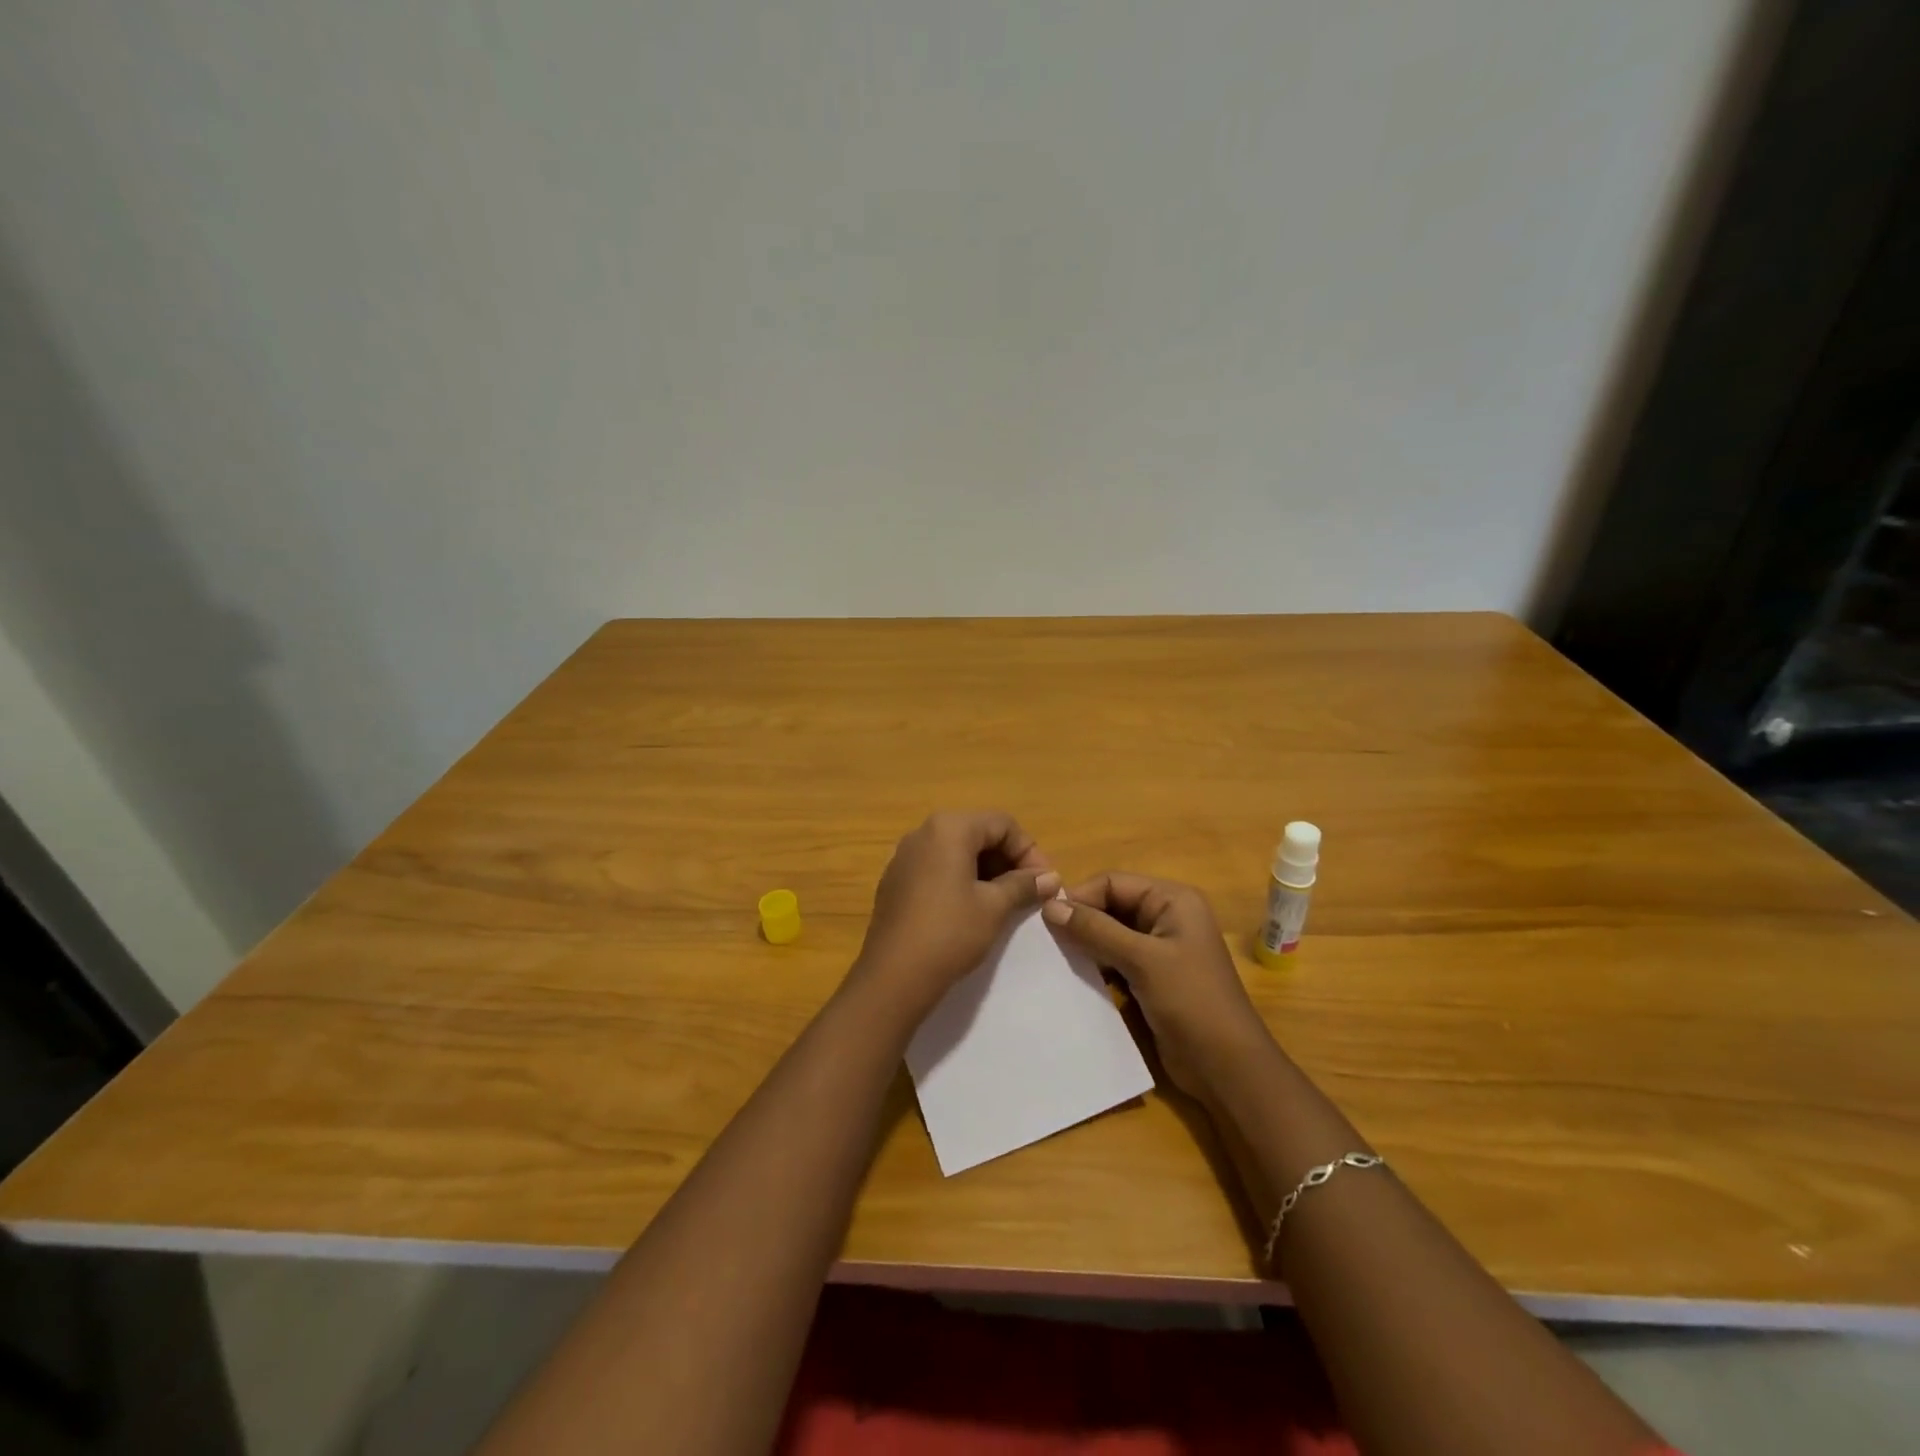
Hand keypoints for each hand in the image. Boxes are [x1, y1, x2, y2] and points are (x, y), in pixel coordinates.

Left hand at [850, 812, 1059, 1022]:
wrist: (893, 976)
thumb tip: (1050, 878)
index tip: (1045, 883)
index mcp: (949, 828)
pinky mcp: (895, 881)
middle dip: (1008, 859)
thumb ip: (1023, 885)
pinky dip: (960, 879)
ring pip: (956, 850)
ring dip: (986, 870)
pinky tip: (970, 909)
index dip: (1029, 851)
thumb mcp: (994, 907)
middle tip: (1028, 892)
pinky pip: (936, 867)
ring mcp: (904, 856)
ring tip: (1004, 902)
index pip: (1002, 824)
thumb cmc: (950, 933)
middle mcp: (923, 832)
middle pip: (978, 832)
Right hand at [1042, 874, 1271, 1100]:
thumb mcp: (1142, 960)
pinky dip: (1095, 966)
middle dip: (1080, 921)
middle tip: (1045, 940)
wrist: (1226, 1068)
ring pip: (1109, 934)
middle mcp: (1165, 917)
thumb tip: (1049, 906)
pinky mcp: (1150, 977)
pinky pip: (1114, 960)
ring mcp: (1158, 949)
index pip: (1113, 883)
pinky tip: (1072, 977)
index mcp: (1172, 900)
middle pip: (1110, 906)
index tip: (1045, 918)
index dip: (1080, 896)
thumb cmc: (1191, 1002)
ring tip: (1054, 959)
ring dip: (1085, 945)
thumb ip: (1095, 930)